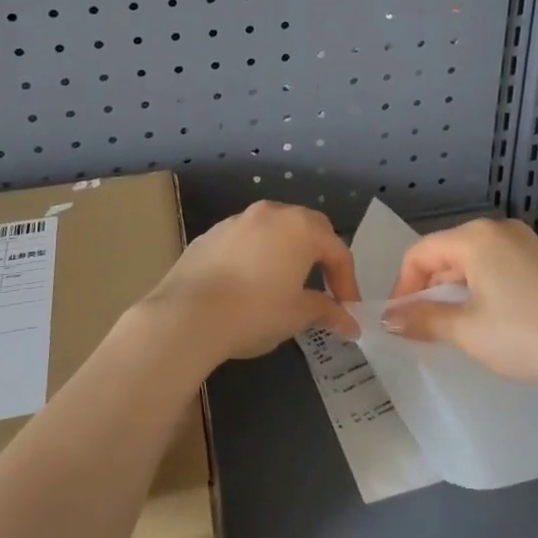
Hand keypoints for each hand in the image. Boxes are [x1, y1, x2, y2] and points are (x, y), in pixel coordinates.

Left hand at [140, 201, 360, 368]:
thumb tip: (350, 323)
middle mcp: (271, 213)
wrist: (187, 315)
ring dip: (287, 251)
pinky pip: (245, 239)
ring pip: (273, 229)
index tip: (348, 309)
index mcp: (300, 228)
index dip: (347, 281)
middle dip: (321, 255)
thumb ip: (327, 312)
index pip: (336, 250)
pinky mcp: (211, 234)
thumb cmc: (254, 312)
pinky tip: (249, 283)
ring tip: (286, 282)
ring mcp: (237, 220)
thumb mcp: (297, 315)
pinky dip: (257, 255)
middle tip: (324, 286)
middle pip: (308, 227)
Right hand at [382, 217, 537, 384]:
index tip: (399, 321)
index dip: (403, 286)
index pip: (420, 253)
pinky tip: (484, 318)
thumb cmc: (525, 335)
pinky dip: (479, 287)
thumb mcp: (466, 330)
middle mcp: (497, 229)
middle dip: (428, 289)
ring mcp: (523, 242)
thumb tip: (388, 319)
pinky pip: (494, 265)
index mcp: (475, 237)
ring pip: (471, 261)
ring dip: (453, 291)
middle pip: (445, 253)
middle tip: (422, 328)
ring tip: (450, 327)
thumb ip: (423, 319)